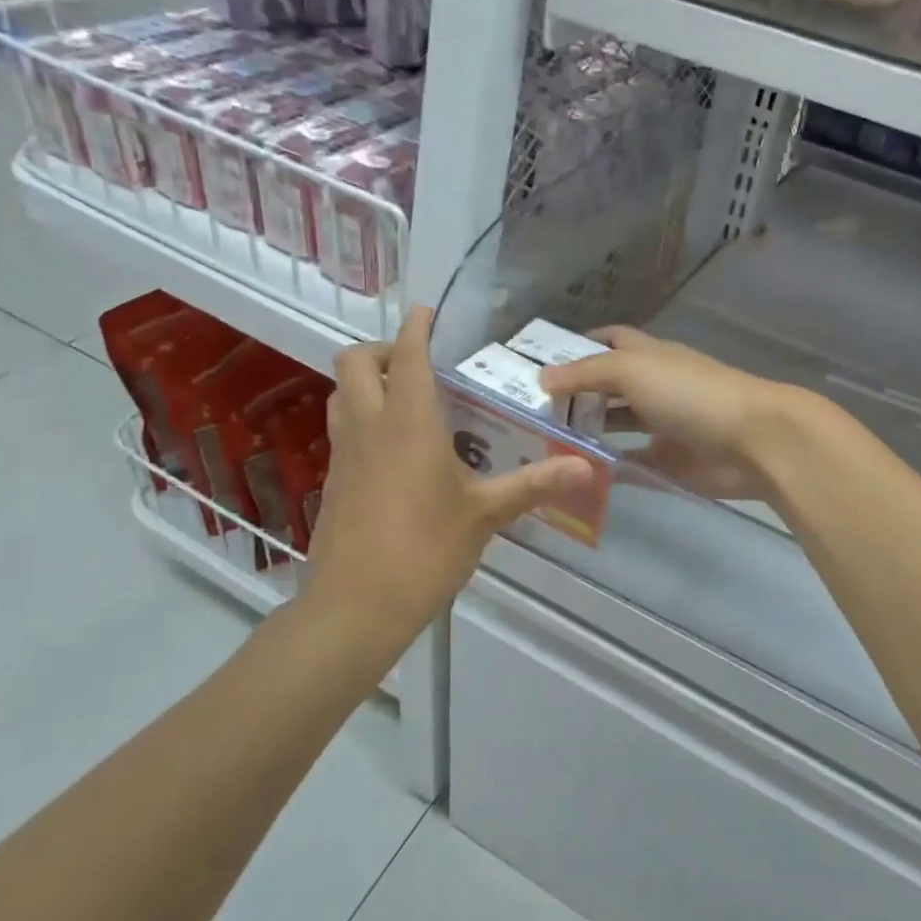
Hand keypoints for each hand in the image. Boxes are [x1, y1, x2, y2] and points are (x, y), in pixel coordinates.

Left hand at [296, 308, 592, 665]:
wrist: (354, 608)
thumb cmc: (424, 551)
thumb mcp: (485, 516)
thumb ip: (534, 484)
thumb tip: (586, 466)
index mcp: (407, 423)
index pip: (407, 355)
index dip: (417, 327)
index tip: (430, 313)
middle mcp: (369, 427)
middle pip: (354, 362)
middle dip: (384, 349)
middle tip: (421, 364)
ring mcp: (345, 454)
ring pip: (342, 394)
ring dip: (368, 382)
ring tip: (410, 399)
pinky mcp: (334, 482)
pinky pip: (344, 429)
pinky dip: (364, 417)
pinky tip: (398, 449)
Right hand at [538, 327, 799, 500]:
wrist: (752, 441)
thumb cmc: (690, 394)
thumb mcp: (632, 370)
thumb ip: (586, 373)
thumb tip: (542, 376)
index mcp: (649, 356)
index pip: (610, 340)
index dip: (580, 346)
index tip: (541, 361)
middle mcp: (654, 386)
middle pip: (608, 386)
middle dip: (575, 394)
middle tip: (529, 410)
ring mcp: (662, 426)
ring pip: (616, 425)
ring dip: (586, 432)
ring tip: (542, 442)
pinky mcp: (669, 462)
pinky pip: (630, 464)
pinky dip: (607, 468)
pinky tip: (575, 473)